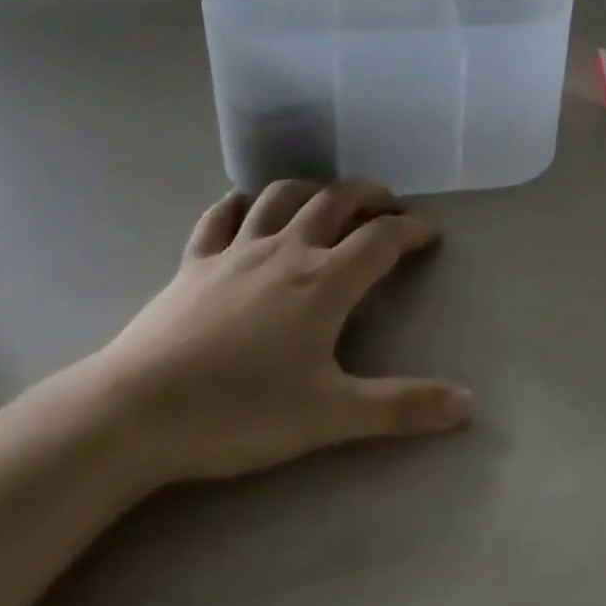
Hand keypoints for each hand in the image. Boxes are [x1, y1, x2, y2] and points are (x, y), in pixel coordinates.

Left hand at [83, 180, 473, 487]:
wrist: (136, 412)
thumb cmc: (240, 411)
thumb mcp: (330, 416)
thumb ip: (401, 408)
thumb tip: (469, 404)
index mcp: (325, 281)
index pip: (383, 238)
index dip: (412, 229)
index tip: (430, 234)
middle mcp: (288, 250)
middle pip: (337, 199)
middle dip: (369, 194)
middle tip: (387, 206)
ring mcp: (236, 250)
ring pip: (281, 195)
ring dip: (311, 189)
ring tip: (326, 201)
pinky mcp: (194, 262)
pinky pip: (218, 217)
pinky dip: (237, 203)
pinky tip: (244, 206)